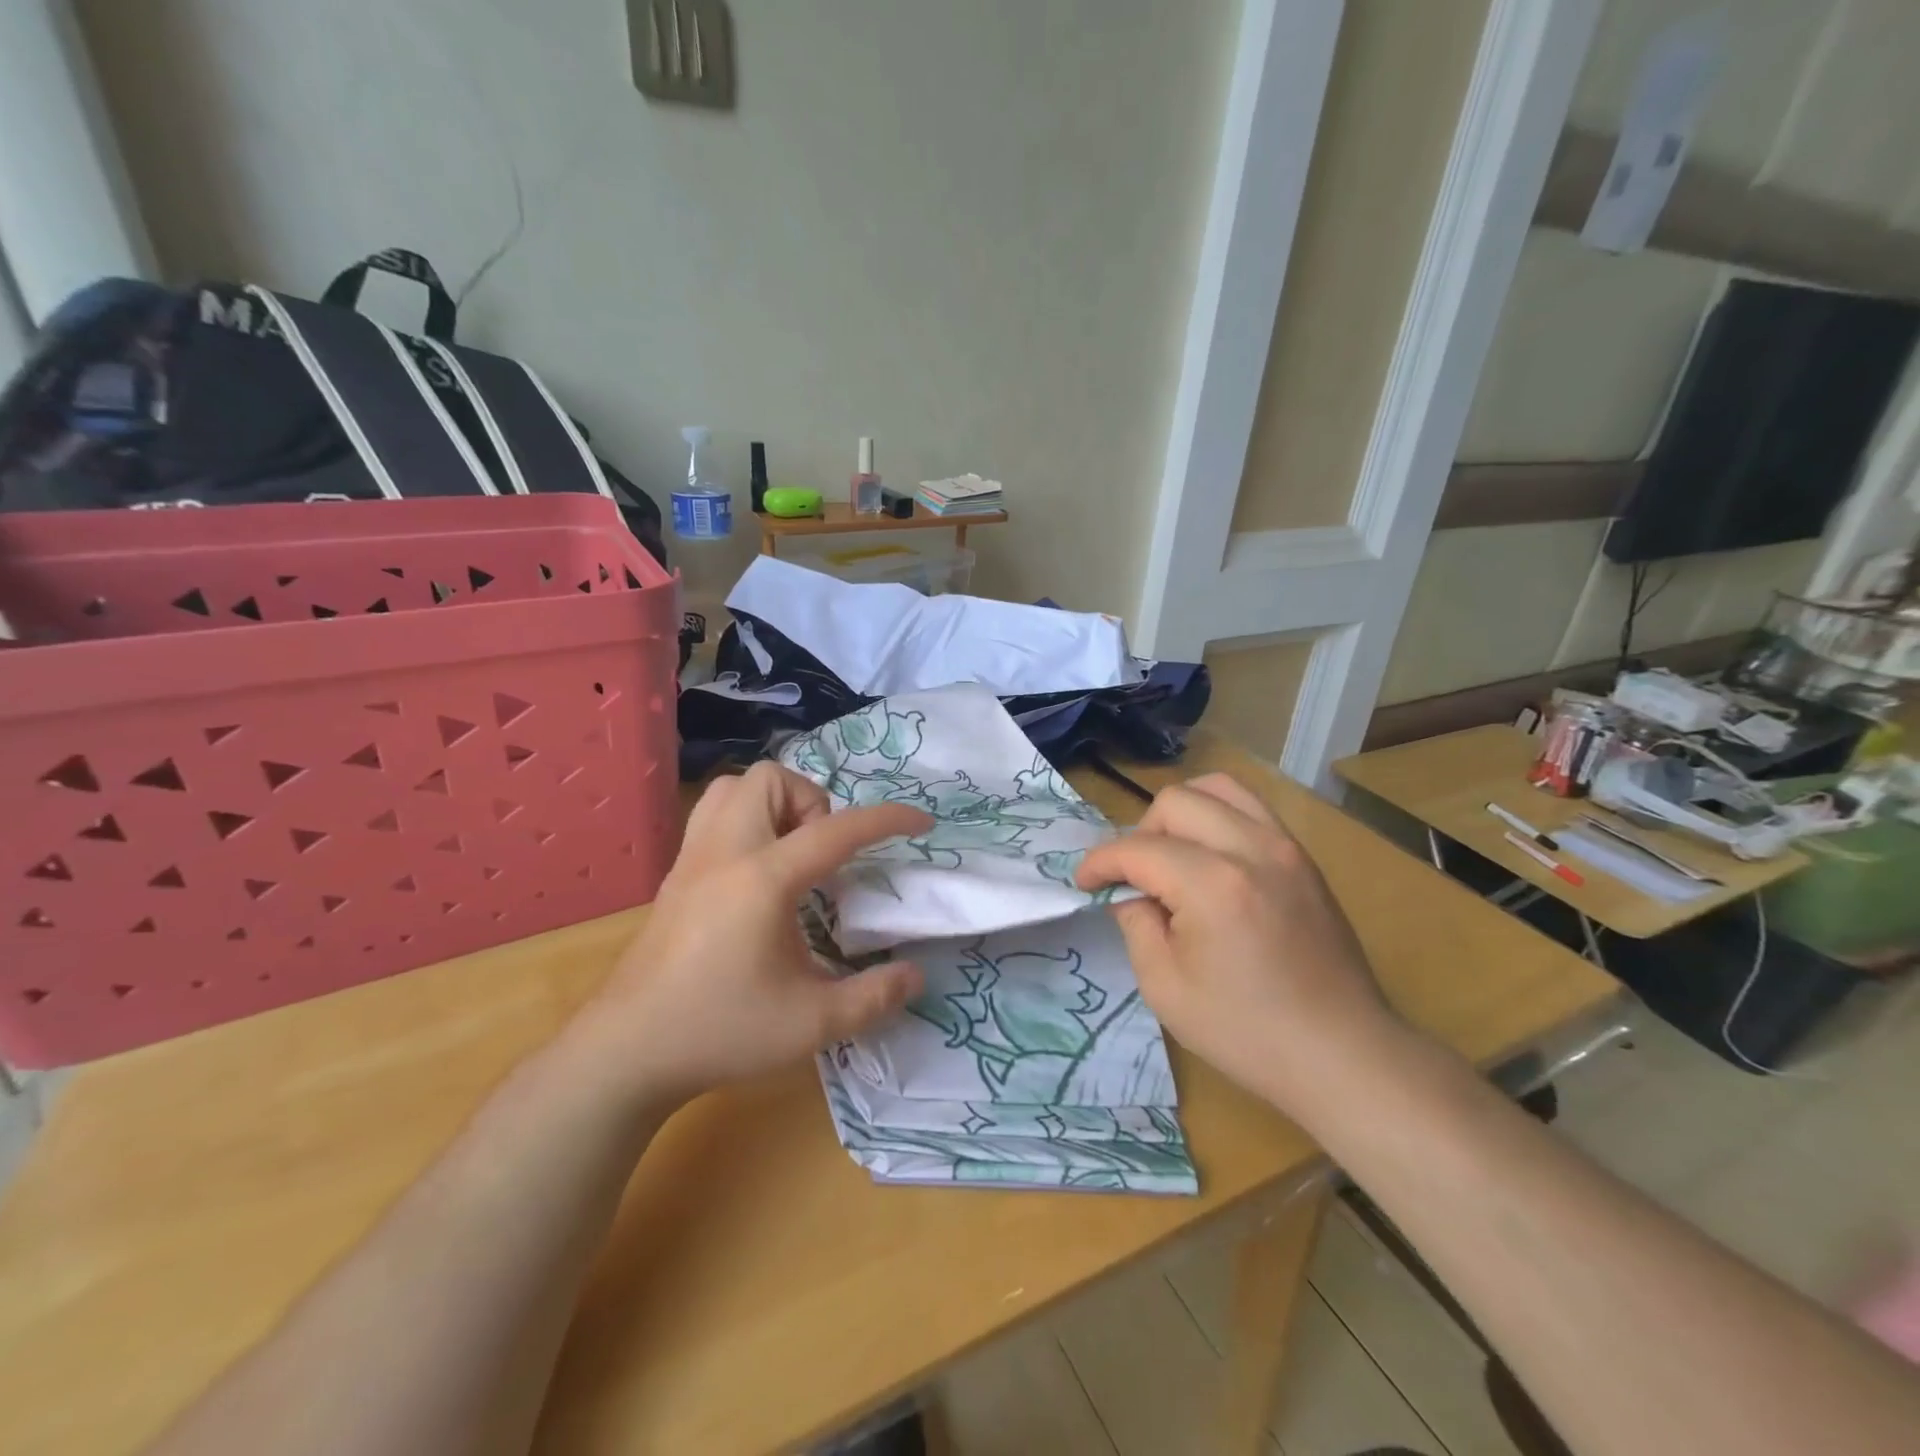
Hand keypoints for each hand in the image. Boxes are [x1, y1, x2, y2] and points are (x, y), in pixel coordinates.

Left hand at [569, 763, 931, 1104]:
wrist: (626, 1051)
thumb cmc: (721, 1031)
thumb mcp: (812, 1024)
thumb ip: (873, 997)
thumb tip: (915, 977)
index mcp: (763, 879)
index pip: (836, 830)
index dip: (886, 819)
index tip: (921, 822)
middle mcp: (725, 853)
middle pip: (771, 780)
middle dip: (812, 802)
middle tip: (824, 856)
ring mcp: (693, 860)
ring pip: (735, 788)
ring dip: (775, 804)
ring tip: (793, 855)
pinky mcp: (675, 876)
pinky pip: (713, 815)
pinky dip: (747, 821)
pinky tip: (759, 876)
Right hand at [1075, 773, 1402, 1120]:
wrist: (1342, 1054)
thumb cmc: (1246, 1031)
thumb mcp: (1165, 987)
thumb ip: (1136, 923)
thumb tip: (1130, 891)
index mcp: (1212, 885)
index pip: (1138, 848)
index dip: (1100, 862)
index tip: (1084, 882)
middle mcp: (1251, 849)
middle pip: (1175, 801)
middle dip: (1139, 833)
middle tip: (1133, 877)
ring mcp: (1285, 847)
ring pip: (1217, 787)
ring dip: (1180, 813)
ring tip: (1172, 854)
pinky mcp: (1303, 858)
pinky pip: (1251, 808)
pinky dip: (1217, 816)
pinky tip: (1209, 858)